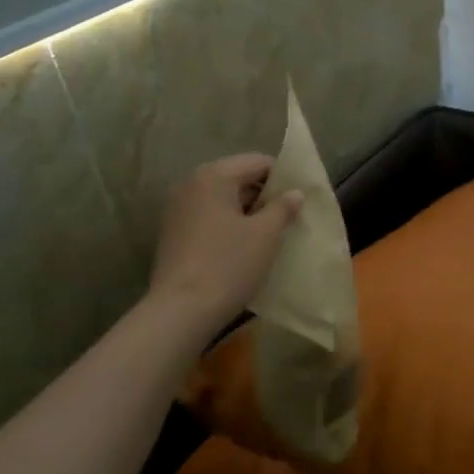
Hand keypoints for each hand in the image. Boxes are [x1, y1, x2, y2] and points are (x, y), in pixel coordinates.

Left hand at [149, 154, 302, 329]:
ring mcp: (177, 208)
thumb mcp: (266, 234)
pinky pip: (208, 217)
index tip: (300, 200)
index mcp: (214, 175)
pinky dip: (228, 225)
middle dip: (264, 196)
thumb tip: (294, 192)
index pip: (258, 162)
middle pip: (238, 178)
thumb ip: (283, 207)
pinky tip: (243, 247)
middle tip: (289, 218)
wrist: (181, 310)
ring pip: (222, 200)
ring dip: (246, 212)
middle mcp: (191, 184)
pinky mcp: (172, 232)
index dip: (283, 177)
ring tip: (269, 235)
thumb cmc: (229, 264)